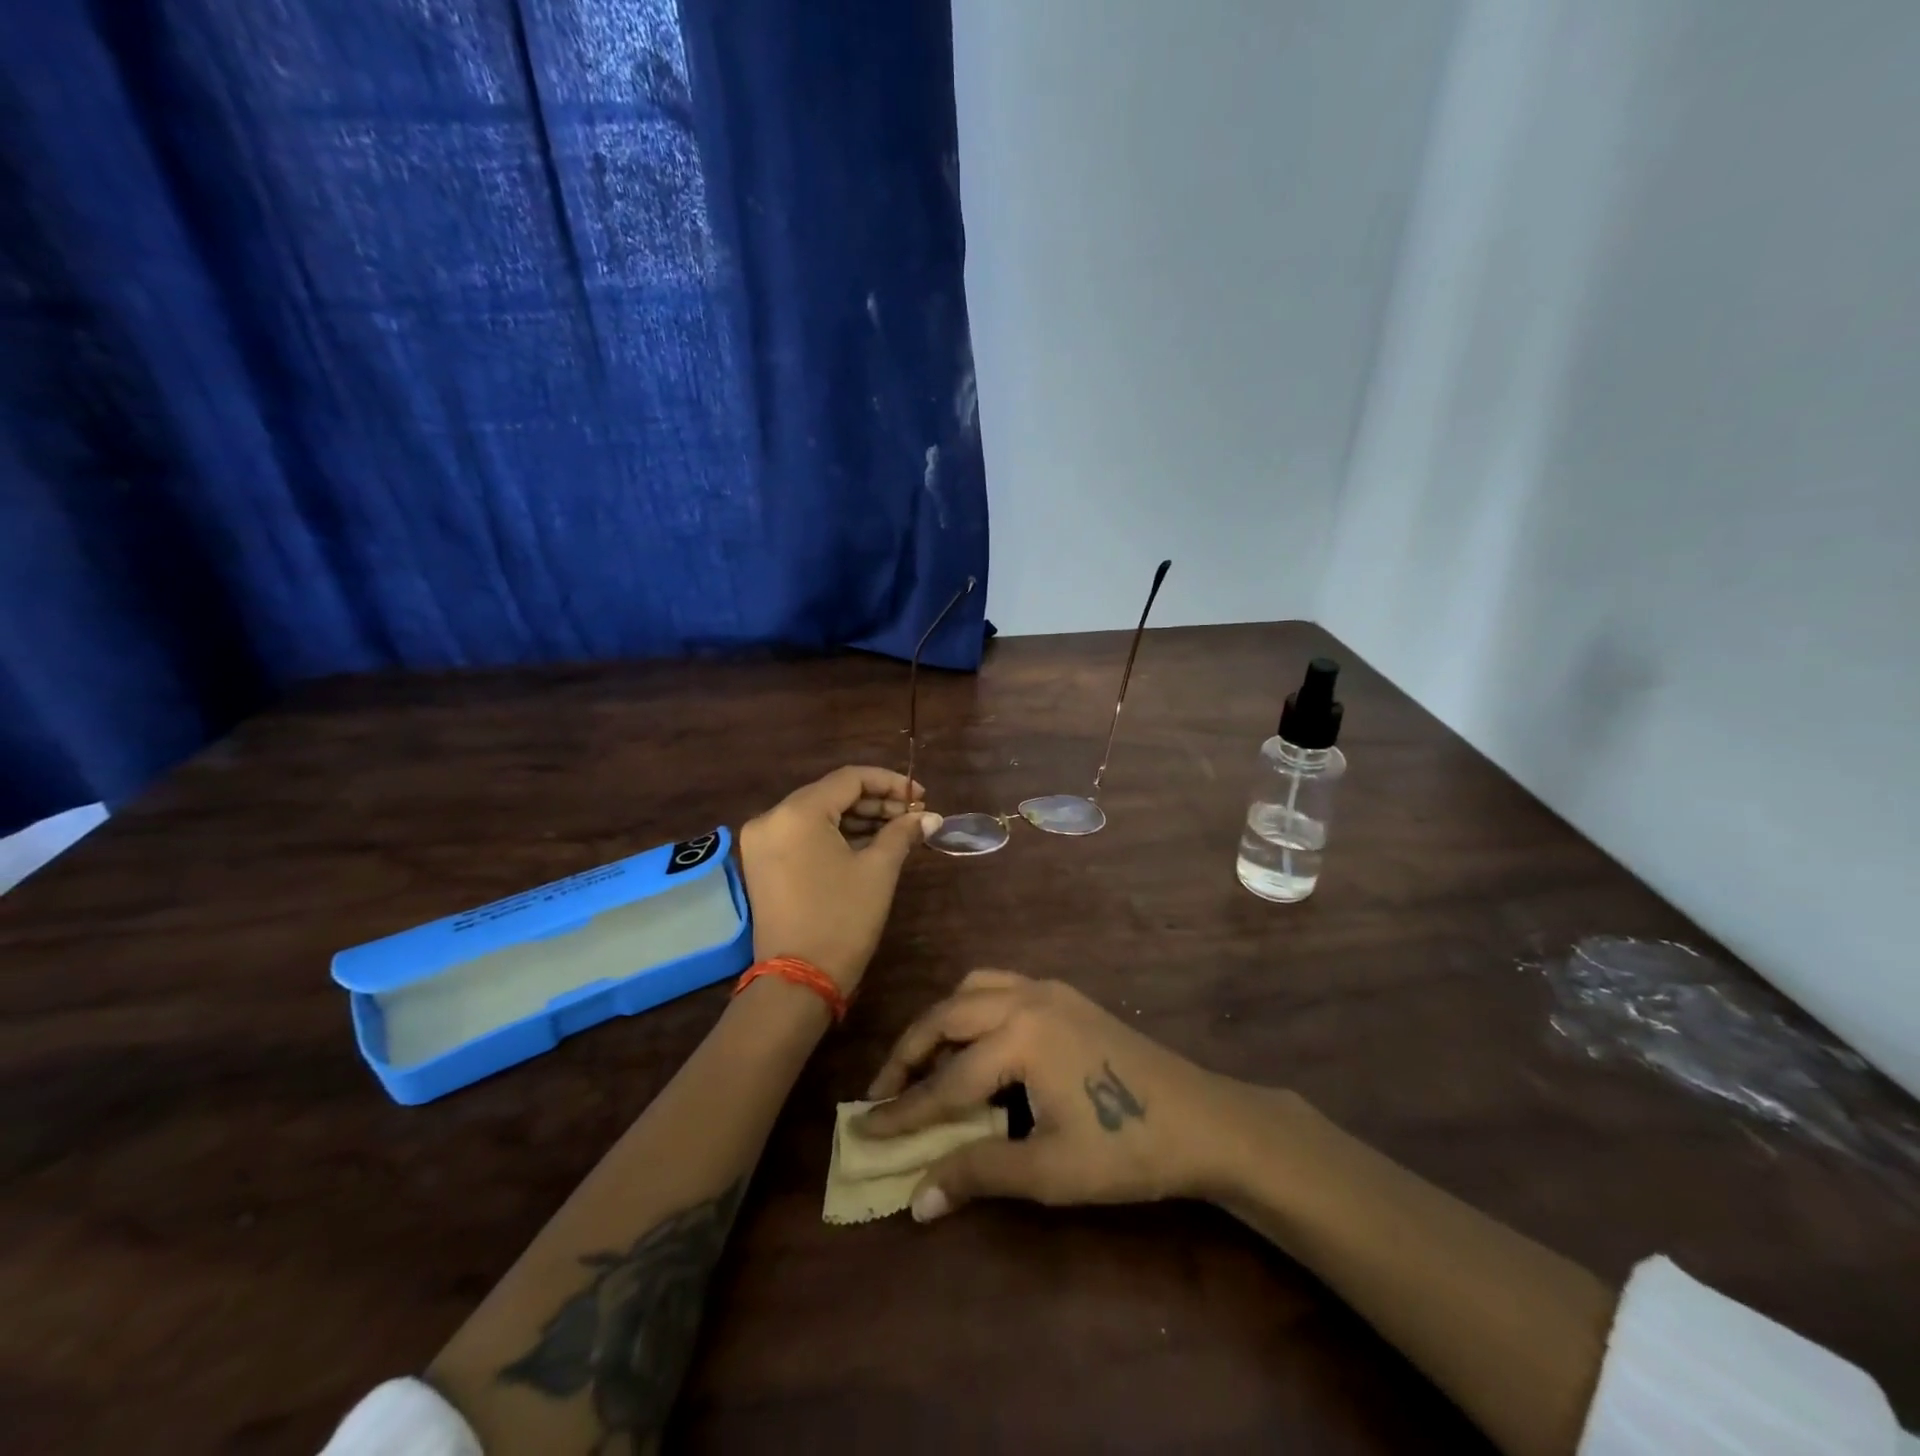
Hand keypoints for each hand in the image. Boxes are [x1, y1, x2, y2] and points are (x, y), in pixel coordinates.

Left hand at [737, 766, 941, 994]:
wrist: (798, 981)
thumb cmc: (842, 919)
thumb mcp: (878, 870)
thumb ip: (902, 833)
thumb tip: (929, 817)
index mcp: (797, 812)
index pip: (849, 778)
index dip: (890, 783)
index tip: (921, 797)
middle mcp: (772, 817)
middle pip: (831, 794)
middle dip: (875, 802)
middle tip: (912, 817)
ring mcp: (762, 841)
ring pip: (818, 815)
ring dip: (857, 819)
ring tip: (897, 831)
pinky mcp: (762, 863)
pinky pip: (804, 835)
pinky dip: (835, 836)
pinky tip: (868, 844)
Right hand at [861, 972, 1255, 1220]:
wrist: (1201, 1120)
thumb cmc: (1126, 1148)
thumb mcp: (1049, 1170)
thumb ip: (978, 1173)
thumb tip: (917, 1199)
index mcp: (1021, 1036)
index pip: (946, 1080)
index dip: (903, 1111)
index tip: (862, 1129)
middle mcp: (1026, 998)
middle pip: (947, 1016)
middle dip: (909, 1053)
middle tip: (883, 1093)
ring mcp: (1048, 989)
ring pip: (972, 989)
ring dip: (940, 1022)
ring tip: (925, 1064)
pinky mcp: (1064, 994)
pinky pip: (1000, 985)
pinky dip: (972, 1007)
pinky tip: (976, 1042)